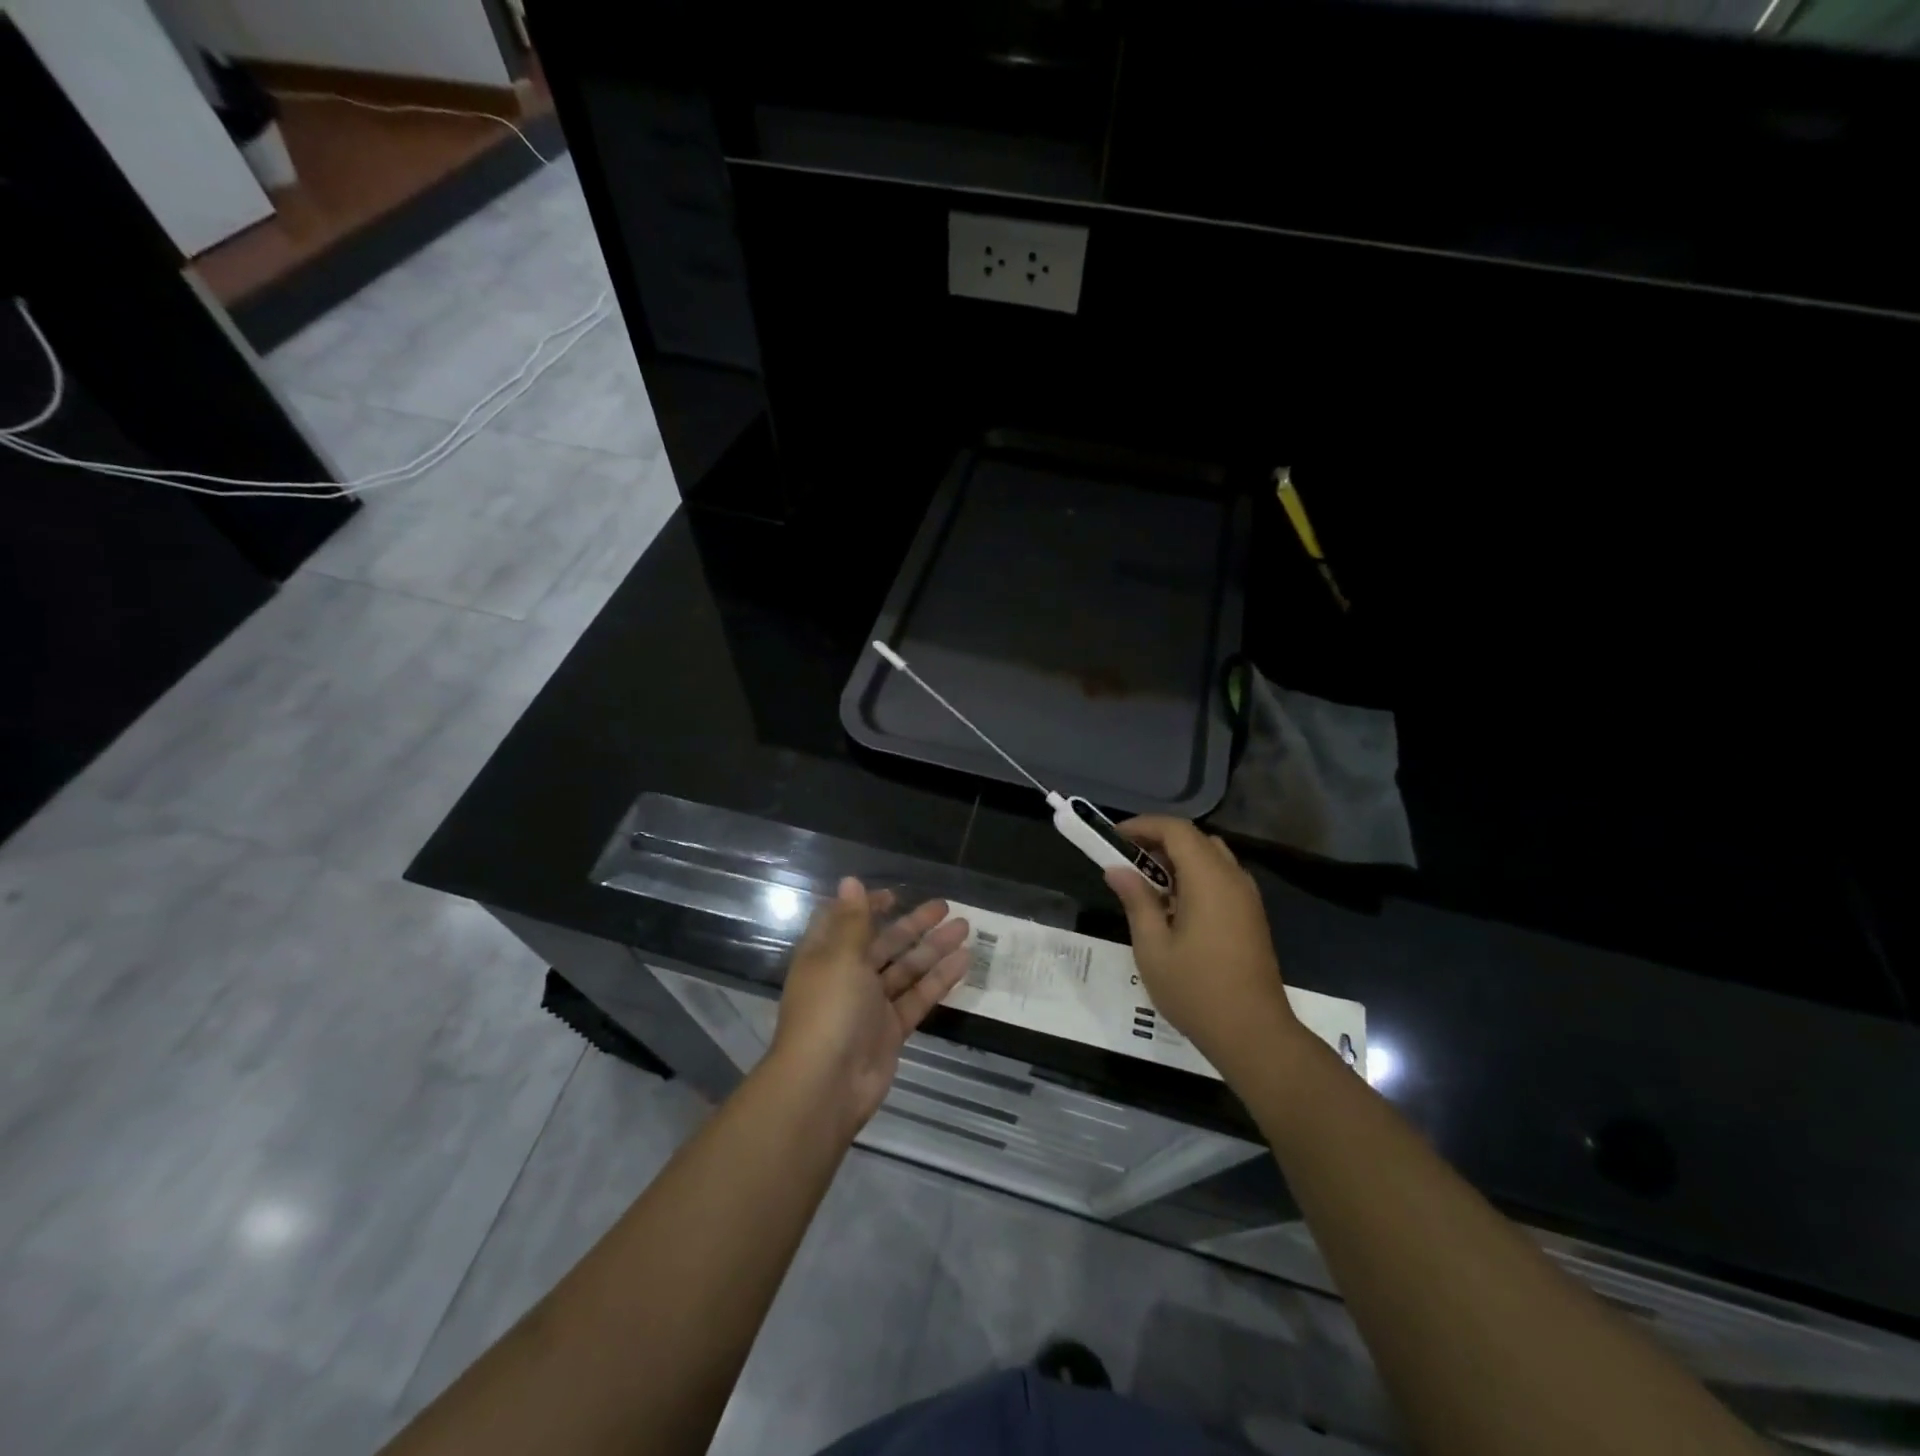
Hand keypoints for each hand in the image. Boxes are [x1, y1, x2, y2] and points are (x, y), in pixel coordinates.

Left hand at [770, 878, 970, 1130]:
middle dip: (913, 924)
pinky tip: (964, 961)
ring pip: (906, 969)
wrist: (826, 1085)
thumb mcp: (840, 956)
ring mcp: (870, 1005)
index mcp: (826, 955)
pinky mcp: (890, 1030)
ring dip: (933, 948)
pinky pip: (917, 998)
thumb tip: (850, 880)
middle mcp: (847, 976)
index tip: (895, 895)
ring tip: (966, 928)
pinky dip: (940, 980)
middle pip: (884, 943)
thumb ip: (853, 920)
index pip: (846, 922)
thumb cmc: (829, 1010)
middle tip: (946, 907)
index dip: (868, 906)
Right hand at [1103, 817, 1298, 1070]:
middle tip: (1126, 860)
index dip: (1143, 825)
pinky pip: (1221, 877)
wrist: (1254, 1034)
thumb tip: (1117, 869)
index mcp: (1209, 878)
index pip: (1176, 829)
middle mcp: (1232, 878)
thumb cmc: (1197, 990)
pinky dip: (1194, 876)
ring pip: (1210, 857)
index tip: (1114, 838)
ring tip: (1147, 883)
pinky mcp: (1252, 915)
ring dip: (1177, 858)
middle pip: (1194, 839)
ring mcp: (1247, 897)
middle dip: (1158, 840)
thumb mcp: (1153, 947)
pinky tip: (1174, 906)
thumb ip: (1136, 900)